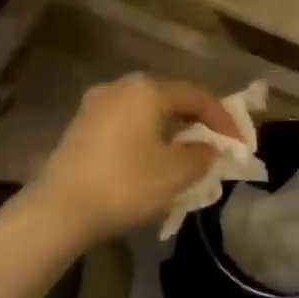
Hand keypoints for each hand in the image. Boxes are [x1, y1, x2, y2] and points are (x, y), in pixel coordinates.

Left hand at [31, 74, 236, 241]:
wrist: (58, 210)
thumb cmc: (125, 185)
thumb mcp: (176, 173)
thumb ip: (202, 155)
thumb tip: (209, 148)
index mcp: (147, 90)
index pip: (198, 96)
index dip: (224, 120)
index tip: (240, 146)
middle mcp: (120, 87)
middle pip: (171, 99)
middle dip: (197, 123)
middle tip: (215, 147)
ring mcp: (96, 105)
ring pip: (147, 112)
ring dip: (171, 131)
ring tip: (186, 156)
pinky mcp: (81, 126)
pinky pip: (126, 123)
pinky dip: (147, 137)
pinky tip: (152, 160)